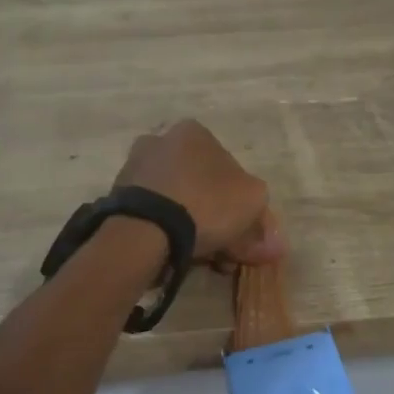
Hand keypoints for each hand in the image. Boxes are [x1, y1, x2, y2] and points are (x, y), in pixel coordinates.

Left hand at [114, 120, 284, 264]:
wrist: (146, 229)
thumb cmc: (207, 203)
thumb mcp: (252, 203)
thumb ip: (264, 220)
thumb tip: (274, 245)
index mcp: (194, 132)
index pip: (229, 167)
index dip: (243, 203)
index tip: (246, 233)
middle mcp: (160, 142)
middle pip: (202, 186)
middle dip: (218, 219)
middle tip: (228, 251)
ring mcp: (135, 170)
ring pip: (178, 203)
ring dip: (195, 229)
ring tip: (206, 260)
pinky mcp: (118, 200)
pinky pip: (155, 217)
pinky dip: (169, 234)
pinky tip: (181, 257)